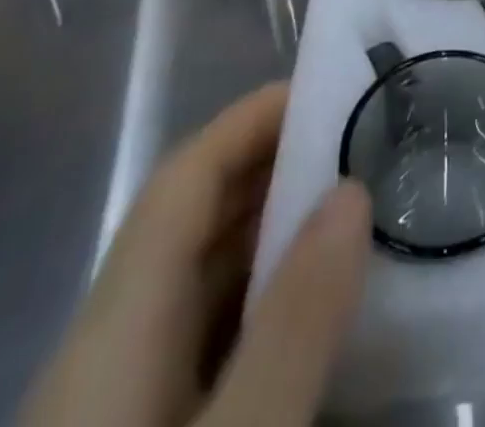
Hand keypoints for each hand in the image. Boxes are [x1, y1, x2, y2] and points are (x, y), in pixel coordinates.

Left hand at [20, 85, 370, 426]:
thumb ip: (292, 322)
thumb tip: (351, 193)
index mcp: (118, 323)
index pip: (186, 178)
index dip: (250, 119)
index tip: (327, 90)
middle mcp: (117, 343)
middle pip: (199, 218)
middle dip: (279, 164)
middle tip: (367, 138)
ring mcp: (131, 397)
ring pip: (210, 277)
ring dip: (280, 228)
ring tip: (363, 200)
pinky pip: (218, 334)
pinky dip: (273, 297)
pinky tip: (327, 307)